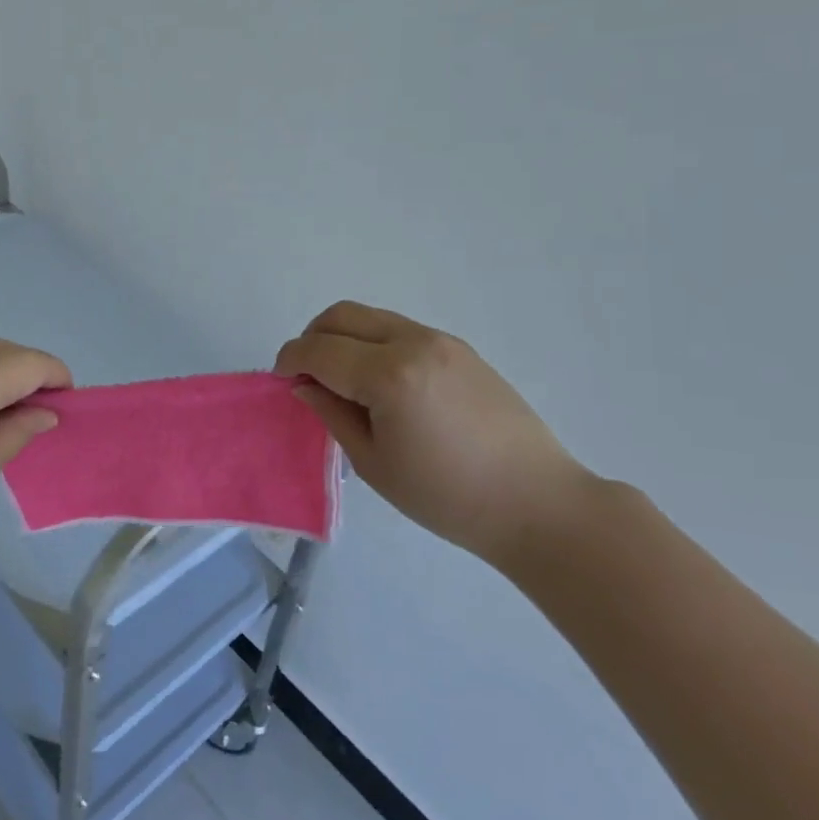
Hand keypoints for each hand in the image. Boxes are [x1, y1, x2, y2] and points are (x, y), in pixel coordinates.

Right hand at [276, 302, 592, 565]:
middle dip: (312, 338)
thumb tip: (305, 386)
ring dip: (343, 338)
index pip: (319, 350)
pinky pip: (399, 330)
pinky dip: (373, 343)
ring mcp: (441, 340)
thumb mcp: (373, 463)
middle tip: (306, 375)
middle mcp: (413, 342)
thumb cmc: (447, 497)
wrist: (537, 503)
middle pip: (341, 315)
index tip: (281, 382)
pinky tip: (381, 384)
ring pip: (371, 317)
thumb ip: (332, 414)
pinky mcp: (460, 348)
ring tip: (343, 381)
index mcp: (389, 375)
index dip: (290, 361)